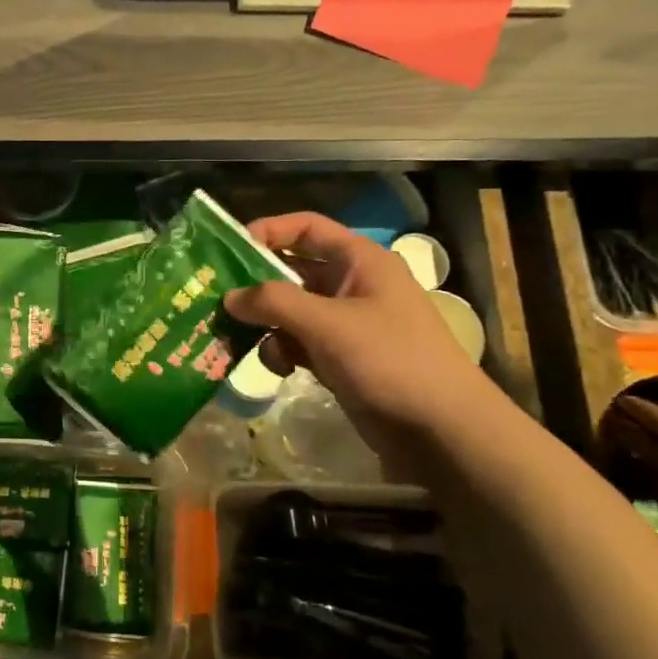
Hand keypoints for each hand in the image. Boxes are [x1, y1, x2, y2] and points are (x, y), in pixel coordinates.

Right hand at [223, 212, 504, 455]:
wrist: (441, 431)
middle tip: (216, 298)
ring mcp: (345, 324)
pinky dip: (282, 351)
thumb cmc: (390, 361)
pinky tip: (278, 369)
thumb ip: (274, 302)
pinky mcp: (340, 358)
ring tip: (239, 339)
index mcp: (359, 261)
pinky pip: (298, 343)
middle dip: (256, 285)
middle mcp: (351, 285)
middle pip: (292, 271)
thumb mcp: (328, 324)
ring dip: (265, 324)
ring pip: (290, 311)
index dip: (268, 230)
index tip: (227, 249)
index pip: (306, 228)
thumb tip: (229, 296)